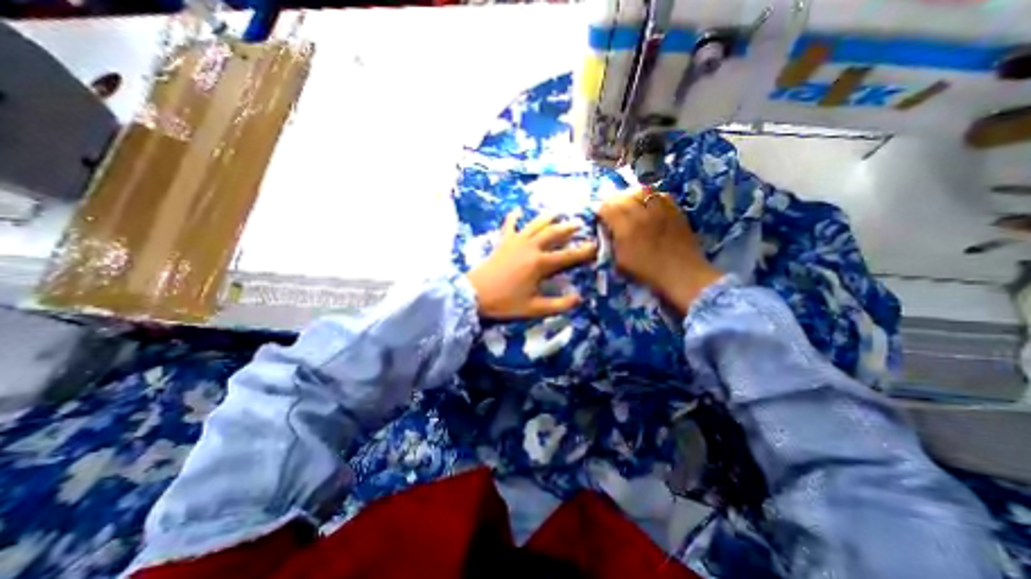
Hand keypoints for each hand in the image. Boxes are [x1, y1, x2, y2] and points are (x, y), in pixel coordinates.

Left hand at [467, 211, 596, 317]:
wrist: (474, 294)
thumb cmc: (505, 302)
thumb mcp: (534, 308)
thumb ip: (558, 305)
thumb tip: (578, 299)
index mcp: (540, 264)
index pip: (568, 256)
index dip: (584, 252)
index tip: (596, 247)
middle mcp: (530, 247)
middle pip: (553, 233)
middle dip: (568, 228)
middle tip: (579, 224)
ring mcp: (515, 242)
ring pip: (535, 225)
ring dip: (547, 218)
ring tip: (557, 212)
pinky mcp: (503, 242)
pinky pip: (509, 225)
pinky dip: (514, 217)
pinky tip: (517, 210)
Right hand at [602, 190, 719, 316]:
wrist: (681, 273)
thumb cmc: (647, 271)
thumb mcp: (620, 261)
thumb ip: (612, 242)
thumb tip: (608, 230)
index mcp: (626, 228)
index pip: (608, 208)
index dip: (601, 210)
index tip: (600, 216)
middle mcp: (642, 214)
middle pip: (623, 196)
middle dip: (614, 201)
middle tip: (612, 209)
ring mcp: (660, 210)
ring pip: (641, 191)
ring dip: (631, 195)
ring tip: (629, 203)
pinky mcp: (674, 210)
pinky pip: (660, 195)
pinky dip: (650, 197)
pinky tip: (648, 205)